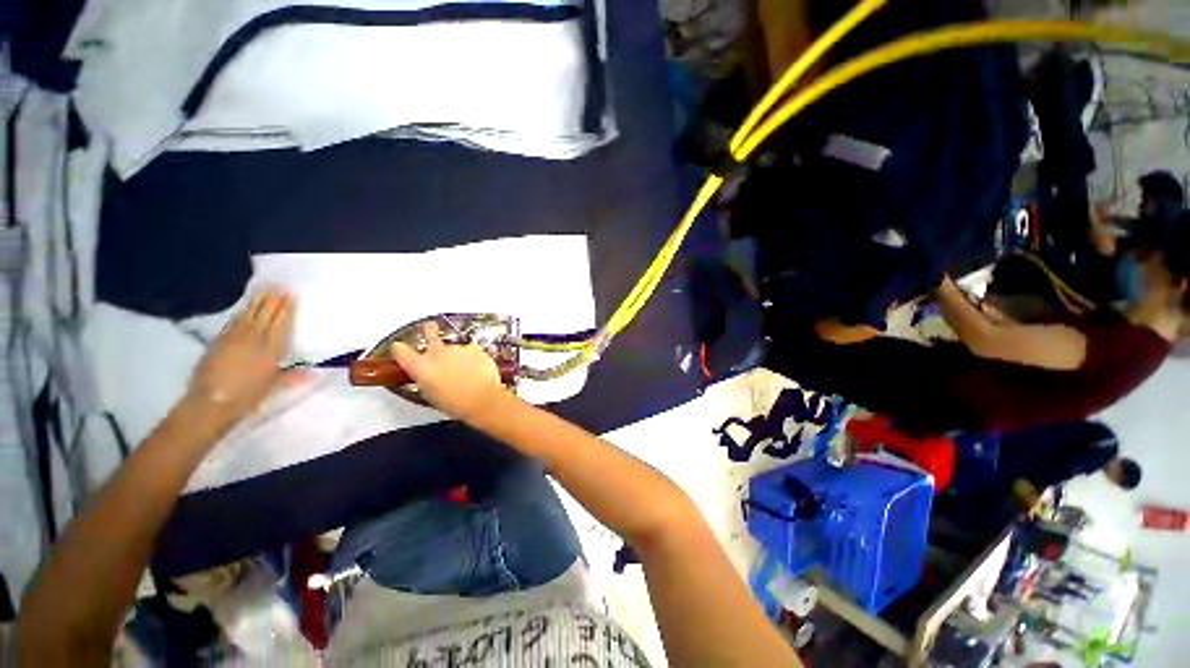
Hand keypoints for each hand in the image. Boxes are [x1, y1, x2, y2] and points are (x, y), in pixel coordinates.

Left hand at [186, 288, 296, 421]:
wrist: (211, 402)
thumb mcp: (272, 388)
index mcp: (271, 350)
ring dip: (257, 302)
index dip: (285, 310)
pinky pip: (233, 322)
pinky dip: (241, 313)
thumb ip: (291, 377)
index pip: (280, 324)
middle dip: (272, 301)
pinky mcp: (218, 341)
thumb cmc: (247, 397)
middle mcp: (254, 340)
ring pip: (248, 315)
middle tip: (279, 286)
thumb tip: (312, 372)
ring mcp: (234, 339)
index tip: (290, 296)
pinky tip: (244, 309)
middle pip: (264, 316)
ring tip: (264, 290)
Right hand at [390, 322, 506, 421]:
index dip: (399, 349)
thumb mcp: (429, 394)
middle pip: (429, 332)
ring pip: (452, 346)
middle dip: (429, 330)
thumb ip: (423, 378)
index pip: (399, 350)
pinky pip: (469, 351)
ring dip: (455, 354)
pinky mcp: (474, 348)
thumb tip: (425, 374)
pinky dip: (471, 357)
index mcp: (420, 366)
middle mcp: (436, 352)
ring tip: (464, 369)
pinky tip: (476, 369)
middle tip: (430, 329)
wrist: (482, 399)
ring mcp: (456, 348)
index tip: (400, 349)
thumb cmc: (454, 403)